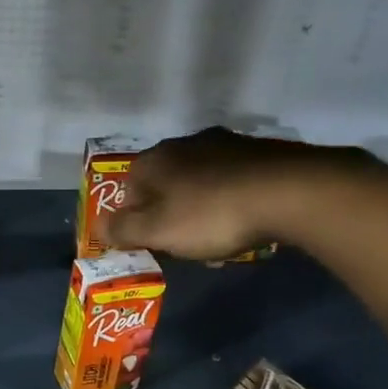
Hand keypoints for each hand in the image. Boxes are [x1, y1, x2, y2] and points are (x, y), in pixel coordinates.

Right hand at [107, 128, 329, 260]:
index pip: (128, 190)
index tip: (153, 244)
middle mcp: (185, 143)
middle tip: (185, 245)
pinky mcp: (260, 152)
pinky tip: (246, 222)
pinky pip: (233, 181)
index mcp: (154, 160)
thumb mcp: (157, 231)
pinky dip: (232, 201)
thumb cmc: (210, 215)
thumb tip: (98, 226)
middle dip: (170, 215)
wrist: (288, 192)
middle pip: (165, 185)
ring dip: (202, 209)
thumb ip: (122, 230)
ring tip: (220, 238)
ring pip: (200, 182)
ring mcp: (225, 144)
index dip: (135, 221)